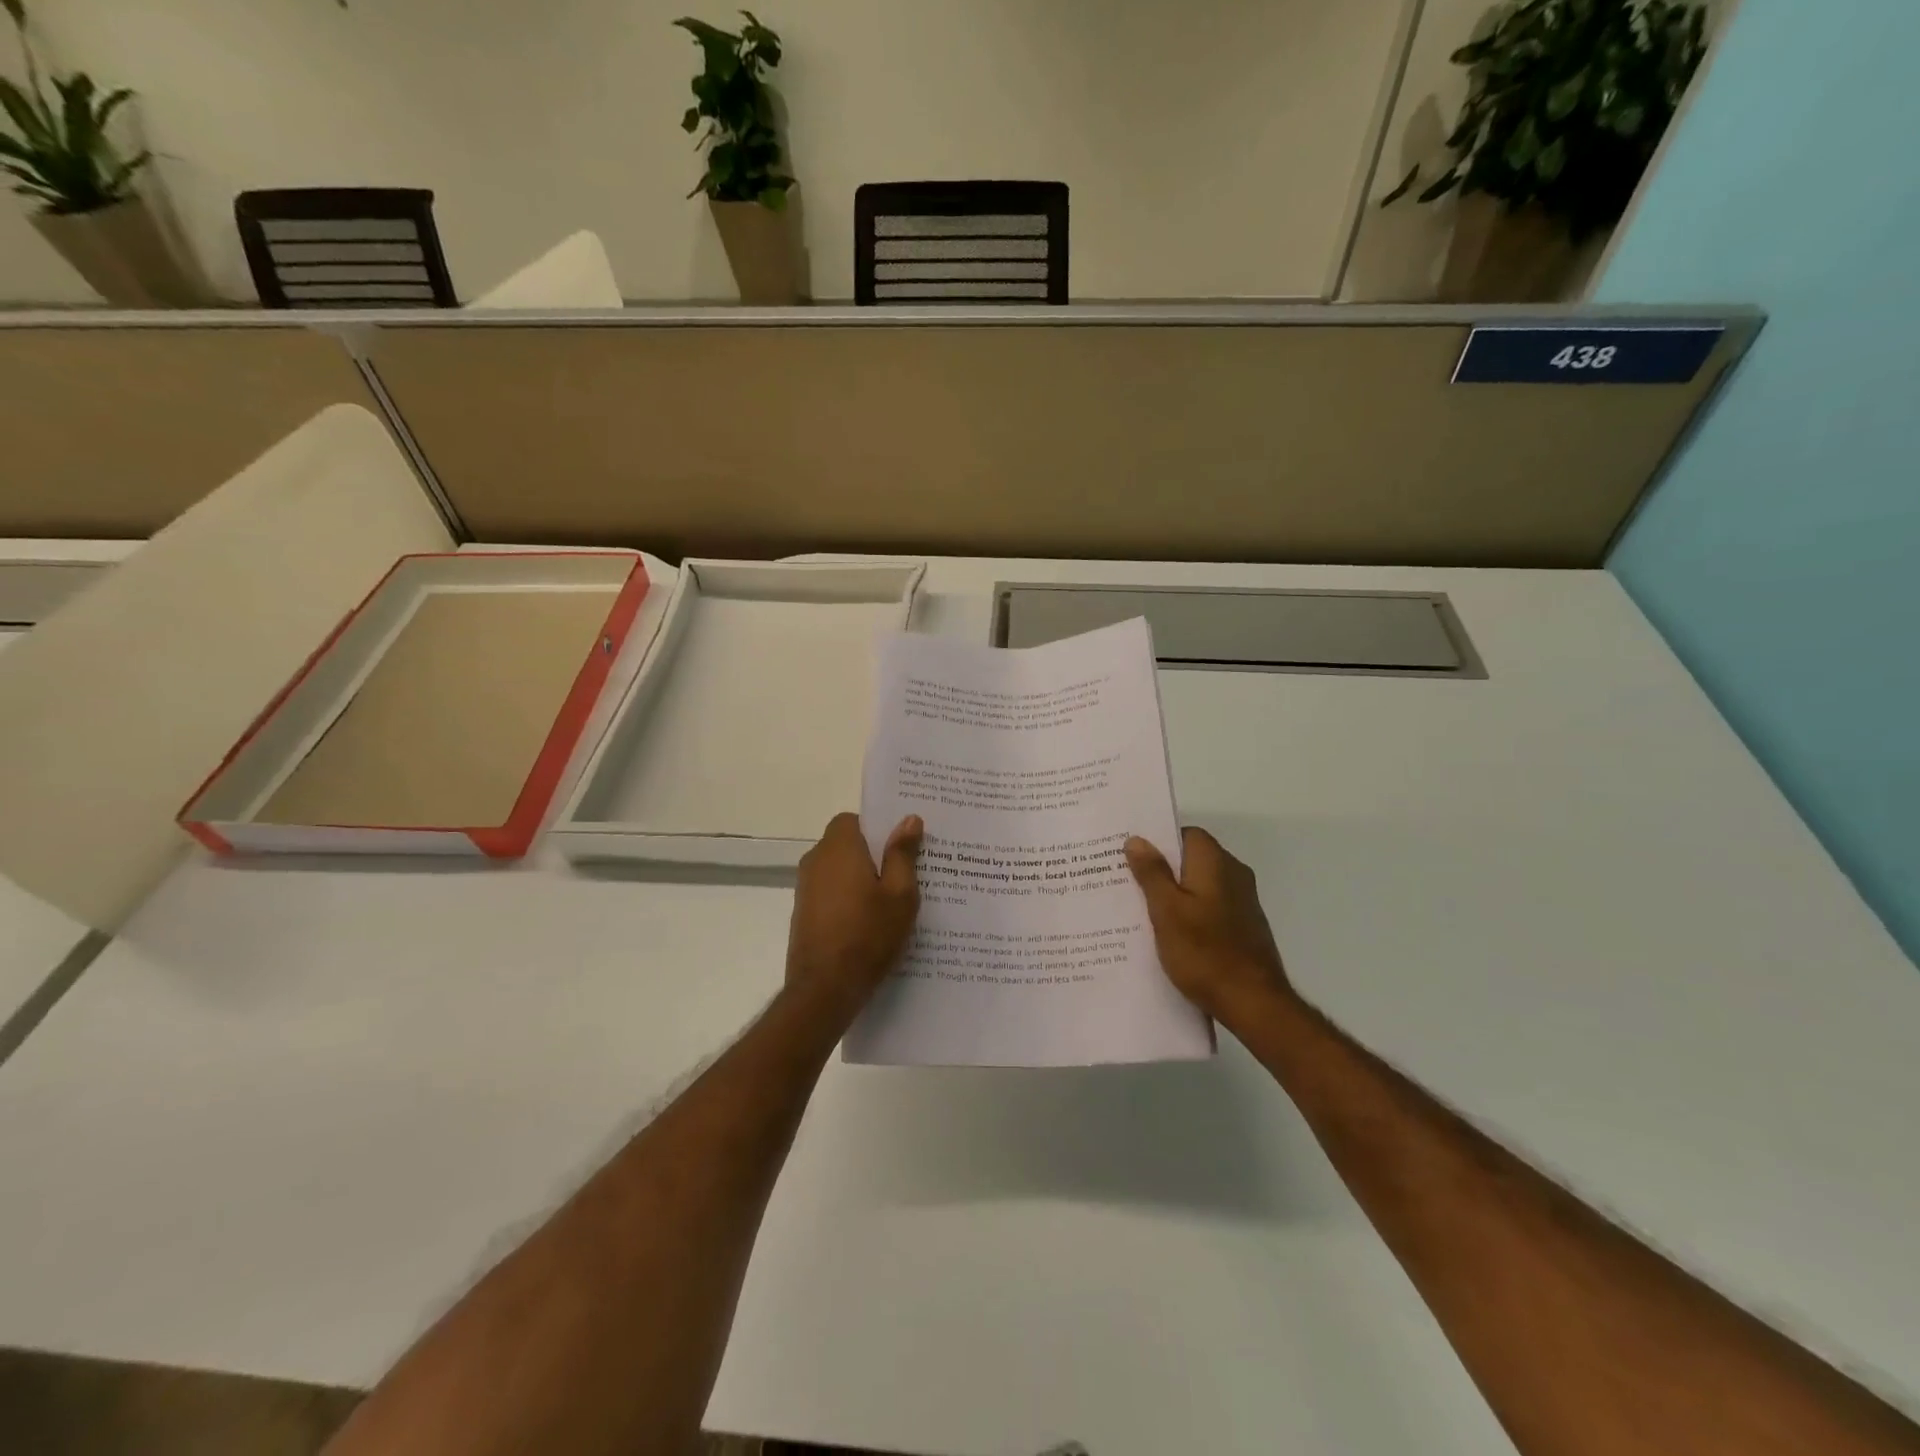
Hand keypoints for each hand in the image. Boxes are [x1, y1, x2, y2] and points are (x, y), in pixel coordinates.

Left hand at [786, 812, 922, 1021]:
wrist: (825, 988)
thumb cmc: (868, 935)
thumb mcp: (900, 894)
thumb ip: (903, 854)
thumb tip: (909, 819)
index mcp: (839, 848)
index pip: (853, 819)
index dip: (876, 828)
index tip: (900, 845)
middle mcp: (816, 860)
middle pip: (846, 844)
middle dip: (873, 853)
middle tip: (906, 872)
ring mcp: (805, 888)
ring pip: (838, 870)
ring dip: (861, 877)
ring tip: (892, 900)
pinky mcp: (804, 913)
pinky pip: (831, 892)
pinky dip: (848, 898)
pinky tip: (871, 921)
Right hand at [1126, 827, 1291, 1026]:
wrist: (1254, 1003)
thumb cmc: (1204, 952)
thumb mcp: (1166, 911)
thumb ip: (1152, 873)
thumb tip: (1137, 840)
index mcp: (1215, 862)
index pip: (1185, 834)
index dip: (1158, 841)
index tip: (1130, 855)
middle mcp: (1234, 874)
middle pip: (1192, 859)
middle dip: (1161, 868)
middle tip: (1126, 881)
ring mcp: (1242, 902)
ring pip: (1200, 884)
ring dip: (1174, 893)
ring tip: (1140, 909)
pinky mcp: (1244, 926)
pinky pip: (1209, 906)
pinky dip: (1189, 912)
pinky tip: (1168, 933)